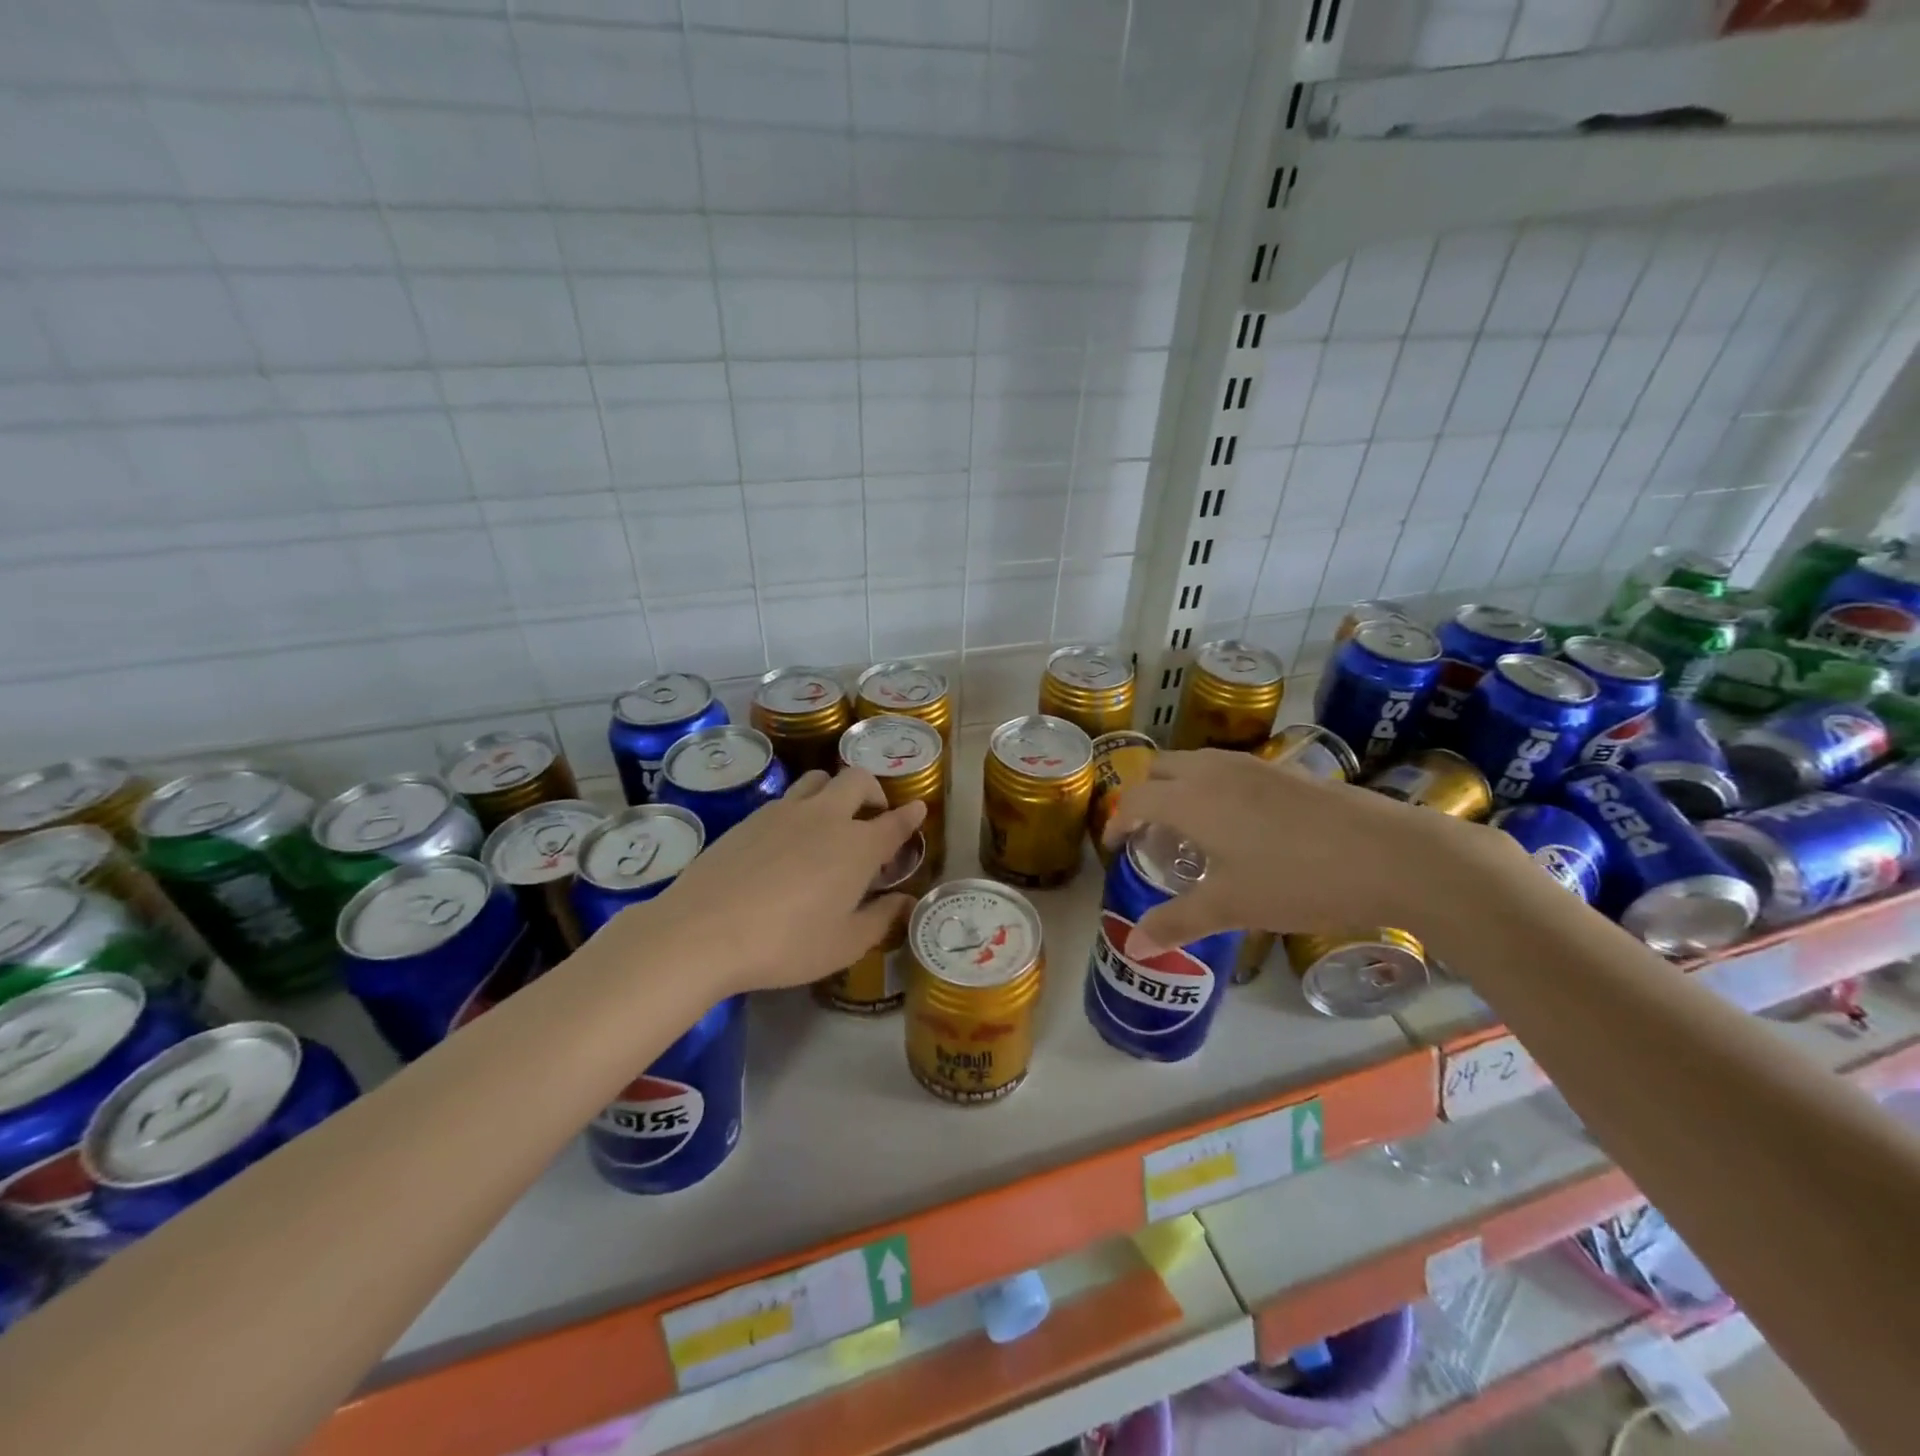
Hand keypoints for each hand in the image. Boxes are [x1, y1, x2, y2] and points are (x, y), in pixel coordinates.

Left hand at [623, 768, 926, 995]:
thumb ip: (881, 919)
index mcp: (858, 846)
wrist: (703, 931)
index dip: (910, 815)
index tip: (918, 809)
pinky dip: (801, 808)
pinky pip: (786, 798)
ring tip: (830, 821)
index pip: (894, 822)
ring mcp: (784, 811)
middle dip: (874, 792)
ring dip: (834, 792)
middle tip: (872, 817)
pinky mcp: (750, 818)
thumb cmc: (786, 943)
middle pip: (857, 780)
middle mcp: (826, 817)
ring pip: (818, 779)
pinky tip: (788, 840)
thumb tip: (906, 902)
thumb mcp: (844, 944)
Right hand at [1103, 748, 1518, 955]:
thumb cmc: (1297, 879)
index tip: (1114, 846)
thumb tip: (1133, 945)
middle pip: (1160, 768)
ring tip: (1191, 830)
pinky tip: (1241, 827)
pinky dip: (1213, 787)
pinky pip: (1229, 769)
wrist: (1392, 854)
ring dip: (1179, 788)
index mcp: (1190, 799)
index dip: (1116, 822)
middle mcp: (1214, 771)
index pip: (1135, 799)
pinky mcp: (1286, 770)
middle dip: (1144, 795)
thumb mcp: (1232, 907)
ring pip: (1196, 763)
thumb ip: (1177, 922)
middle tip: (1150, 835)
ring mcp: (1253, 765)